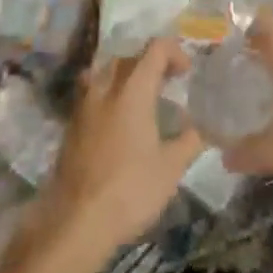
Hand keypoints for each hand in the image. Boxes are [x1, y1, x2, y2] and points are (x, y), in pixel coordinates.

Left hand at [45, 39, 203, 257]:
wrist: (76, 223)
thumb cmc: (130, 190)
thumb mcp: (171, 169)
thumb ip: (190, 142)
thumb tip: (201, 129)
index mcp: (133, 89)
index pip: (155, 49)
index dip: (175, 52)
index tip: (186, 73)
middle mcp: (106, 88)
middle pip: (129, 57)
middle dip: (150, 64)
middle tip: (166, 85)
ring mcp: (84, 105)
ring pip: (105, 72)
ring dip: (125, 77)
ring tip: (139, 99)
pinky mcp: (71, 126)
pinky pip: (91, 94)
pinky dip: (107, 96)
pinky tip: (116, 123)